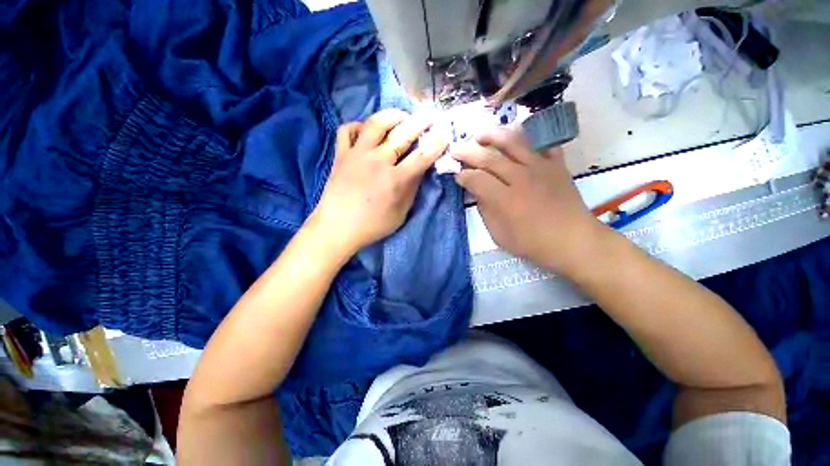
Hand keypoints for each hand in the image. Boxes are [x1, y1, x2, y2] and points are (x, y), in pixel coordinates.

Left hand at [308, 109, 448, 254]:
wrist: (337, 228)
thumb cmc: (373, 225)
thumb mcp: (400, 213)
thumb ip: (412, 189)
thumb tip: (421, 169)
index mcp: (395, 180)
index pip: (421, 157)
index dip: (436, 144)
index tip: (445, 134)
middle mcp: (377, 161)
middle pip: (403, 134)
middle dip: (421, 122)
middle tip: (430, 115)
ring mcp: (357, 154)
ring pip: (376, 123)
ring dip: (392, 116)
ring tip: (402, 117)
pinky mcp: (341, 154)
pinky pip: (348, 130)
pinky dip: (359, 126)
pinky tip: (367, 131)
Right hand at [451, 128, 605, 272]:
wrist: (573, 240)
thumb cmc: (532, 243)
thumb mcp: (499, 234)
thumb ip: (485, 211)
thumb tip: (476, 191)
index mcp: (506, 200)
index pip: (477, 179)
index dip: (463, 176)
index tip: (456, 175)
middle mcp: (521, 178)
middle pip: (490, 158)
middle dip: (468, 152)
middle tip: (455, 149)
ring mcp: (541, 167)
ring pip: (514, 142)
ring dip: (493, 135)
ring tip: (480, 134)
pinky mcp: (556, 164)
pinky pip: (542, 142)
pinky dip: (528, 135)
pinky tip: (515, 135)